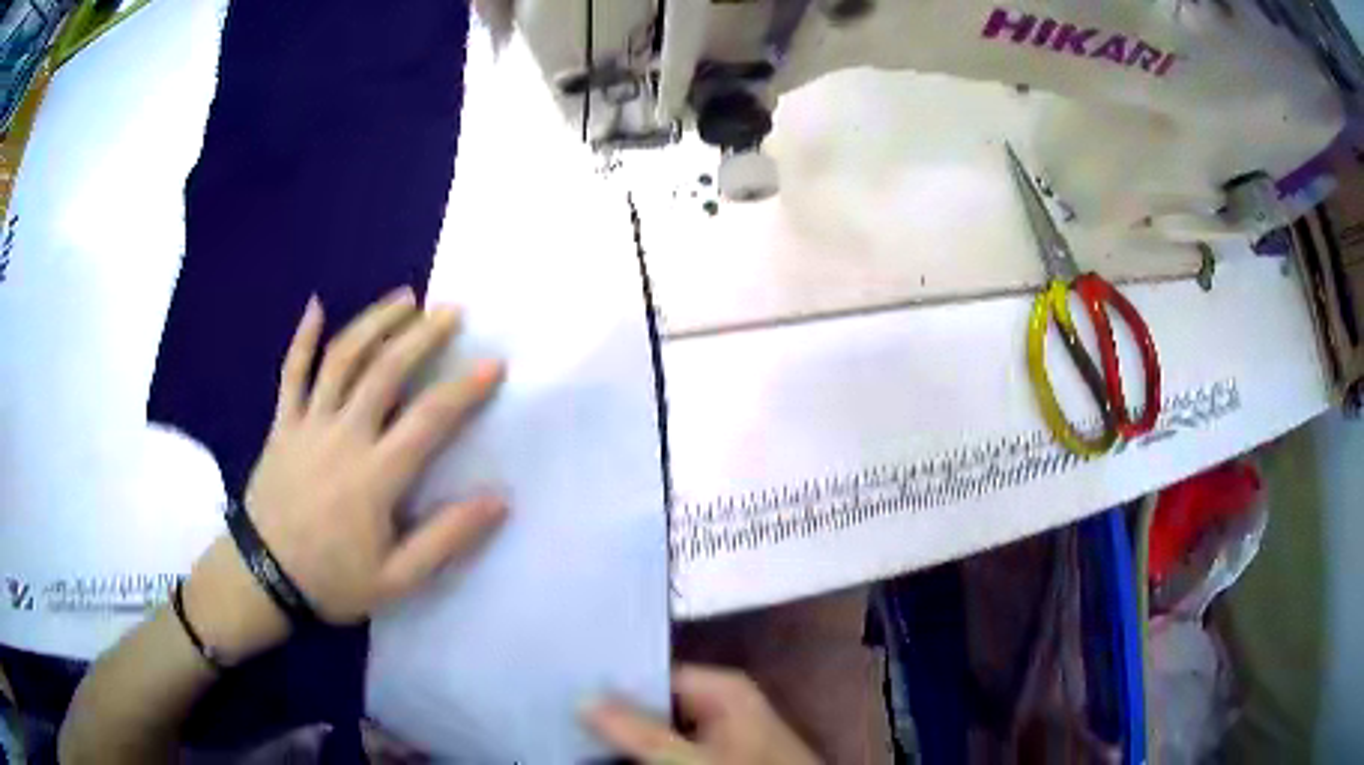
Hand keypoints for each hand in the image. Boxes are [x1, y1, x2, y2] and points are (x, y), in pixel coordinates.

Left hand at [184, 288, 505, 656]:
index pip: (428, 419)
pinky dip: (302, 337)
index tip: (493, 364)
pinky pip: (291, 371)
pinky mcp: (282, 422)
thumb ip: (445, 539)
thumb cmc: (333, 580)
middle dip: (422, 335)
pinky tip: (316, 305)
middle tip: (450, 311)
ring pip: (341, 359)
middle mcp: (342, 435)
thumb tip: (498, 500)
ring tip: (404, 298)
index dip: (464, 389)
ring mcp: (307, 423)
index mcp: (375, 475)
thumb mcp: (397, 580)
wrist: (264, 577)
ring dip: (374, 322)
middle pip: (385, 371)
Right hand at [585, 665, 821, 764]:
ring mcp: (718, 733)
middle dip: (614, 716)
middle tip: (561, 716)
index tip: (565, 690)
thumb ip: (638, 731)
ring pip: (658, 730)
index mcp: (722, 689)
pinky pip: (671, 749)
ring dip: (626, 738)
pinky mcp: (715, 756)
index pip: (653, 674)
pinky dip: (645, 753)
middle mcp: (719, 704)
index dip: (610, 685)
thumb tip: (583, 699)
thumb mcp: (690, 759)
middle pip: (653, 703)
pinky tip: (609, 755)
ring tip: (572, 733)